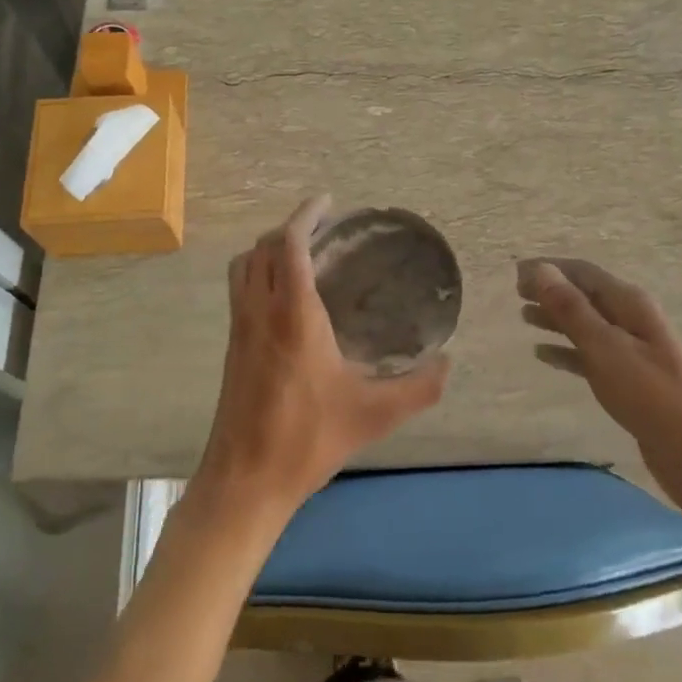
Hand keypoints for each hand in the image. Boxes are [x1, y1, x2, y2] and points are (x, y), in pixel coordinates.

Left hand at [192, 196, 448, 526]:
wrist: (244, 480)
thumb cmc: (307, 439)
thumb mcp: (374, 414)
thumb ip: (418, 388)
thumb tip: (449, 364)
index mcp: (293, 315)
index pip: (290, 244)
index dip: (306, 215)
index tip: (327, 202)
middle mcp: (259, 311)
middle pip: (263, 248)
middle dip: (289, 229)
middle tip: (323, 229)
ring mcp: (239, 329)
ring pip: (244, 268)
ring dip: (269, 250)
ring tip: (302, 256)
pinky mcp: (231, 349)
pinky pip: (240, 292)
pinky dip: (259, 275)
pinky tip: (286, 301)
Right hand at [516, 257, 681, 454]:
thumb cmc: (652, 395)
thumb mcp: (606, 348)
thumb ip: (572, 310)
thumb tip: (540, 270)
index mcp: (630, 304)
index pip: (583, 273)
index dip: (549, 269)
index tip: (514, 273)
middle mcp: (631, 320)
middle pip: (584, 296)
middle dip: (550, 291)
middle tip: (515, 294)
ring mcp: (631, 352)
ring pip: (585, 326)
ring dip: (555, 319)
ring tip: (523, 317)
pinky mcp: (628, 382)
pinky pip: (590, 356)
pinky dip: (566, 352)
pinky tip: (543, 356)